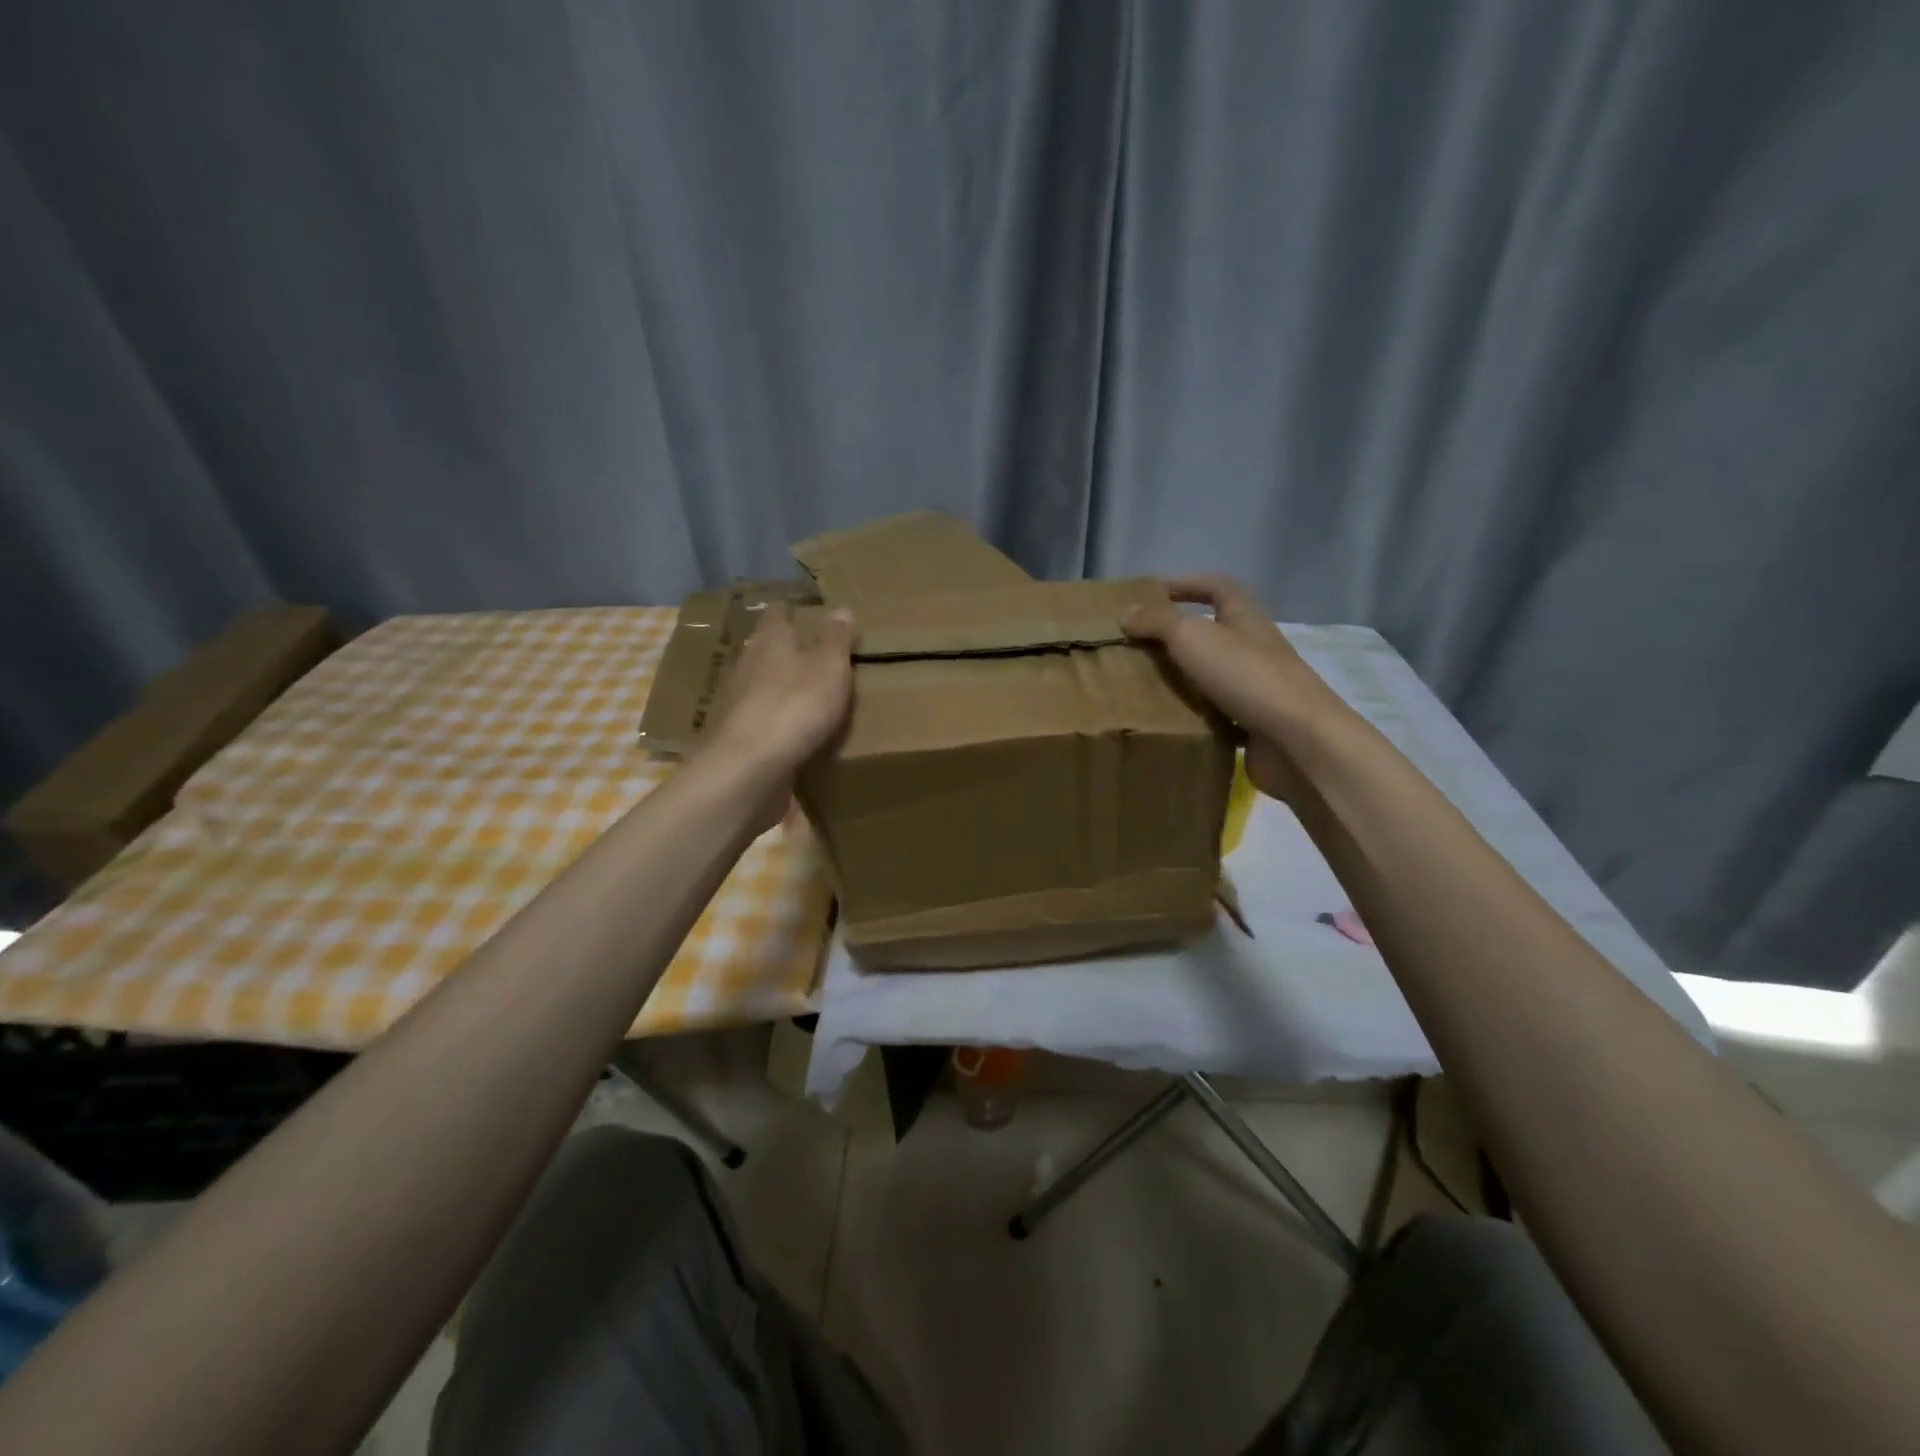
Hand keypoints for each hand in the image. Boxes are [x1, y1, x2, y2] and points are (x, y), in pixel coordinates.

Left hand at [698, 605, 854, 828]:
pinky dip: (775, 717)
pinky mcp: (739, 735)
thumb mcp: (829, 668)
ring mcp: (739, 702)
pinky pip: (760, 718)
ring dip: (778, 684)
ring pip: (760, 683)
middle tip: (811, 651)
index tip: (806, 612)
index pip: (777, 615)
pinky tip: (791, 728)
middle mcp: (748, 665)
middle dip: (784, 648)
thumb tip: (841, 608)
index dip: (791, 612)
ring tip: (804, 690)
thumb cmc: (795, 707)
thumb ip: (836, 640)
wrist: (750, 767)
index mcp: (771, 641)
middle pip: (765, 648)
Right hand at [1122, 574, 1339, 802]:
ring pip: (1214, 674)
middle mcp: (1254, 647)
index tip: (1151, 593)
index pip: (1217, 587)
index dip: (1186, 584)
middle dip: (1177, 635)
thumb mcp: (1194, 638)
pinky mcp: (1255, 724)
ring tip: (1144, 684)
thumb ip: (1159, 622)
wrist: (1298, 741)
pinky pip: (1218, 713)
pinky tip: (1169, 722)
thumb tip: (1127, 612)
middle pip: (1214, 631)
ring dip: (1183, 677)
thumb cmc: (1247, 676)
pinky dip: (1195, 715)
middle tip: (1137, 645)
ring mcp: (1257, 687)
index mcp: (1246, 618)